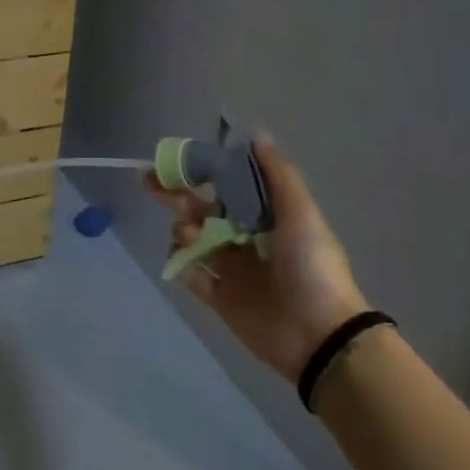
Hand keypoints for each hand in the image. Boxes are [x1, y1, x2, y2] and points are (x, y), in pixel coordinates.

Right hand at [147, 135, 368, 381]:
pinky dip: (181, 266)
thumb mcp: (301, 214)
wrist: (319, 335)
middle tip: (150, 181)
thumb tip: (256, 134)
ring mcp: (231, 270)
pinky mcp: (220, 298)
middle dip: (177, 195)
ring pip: (193, 240)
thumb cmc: (311, 267)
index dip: (204, 172)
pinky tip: (182, 260)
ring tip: (190, 236)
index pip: (228, 186)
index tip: (180, 159)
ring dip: (184, 231)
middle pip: (202, 210)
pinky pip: (191, 276)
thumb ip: (278, 175)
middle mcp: (245, 238)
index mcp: (266, 217)